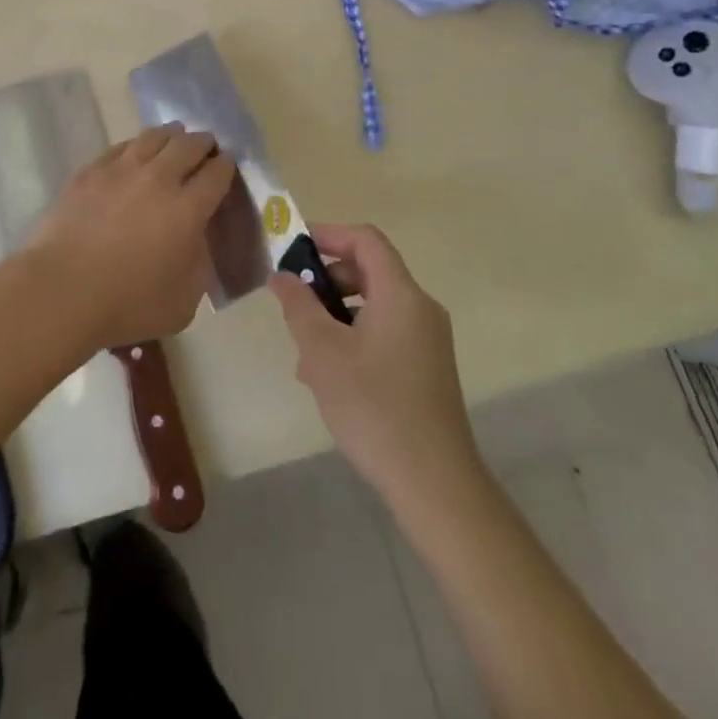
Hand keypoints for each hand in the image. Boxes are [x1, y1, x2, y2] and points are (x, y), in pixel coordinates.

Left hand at [32, 124, 235, 349]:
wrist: (61, 290)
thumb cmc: (126, 305)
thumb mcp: (182, 304)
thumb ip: (198, 268)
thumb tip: (196, 243)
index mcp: (187, 209)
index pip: (217, 174)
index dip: (226, 166)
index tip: (227, 164)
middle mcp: (158, 179)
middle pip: (188, 146)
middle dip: (203, 143)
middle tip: (206, 147)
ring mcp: (120, 170)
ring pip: (153, 137)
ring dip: (170, 135)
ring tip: (175, 137)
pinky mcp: (90, 171)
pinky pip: (120, 147)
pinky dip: (136, 145)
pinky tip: (135, 150)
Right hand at [270, 224, 478, 509]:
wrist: (435, 484)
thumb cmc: (374, 407)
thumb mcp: (322, 351)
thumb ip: (298, 305)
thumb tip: (282, 275)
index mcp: (401, 295)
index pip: (366, 240)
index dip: (329, 234)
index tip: (293, 248)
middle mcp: (420, 308)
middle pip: (369, 271)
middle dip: (326, 281)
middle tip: (294, 306)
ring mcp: (428, 340)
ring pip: (373, 306)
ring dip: (335, 315)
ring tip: (305, 354)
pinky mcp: (427, 368)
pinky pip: (384, 333)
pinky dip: (353, 338)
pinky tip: (328, 377)